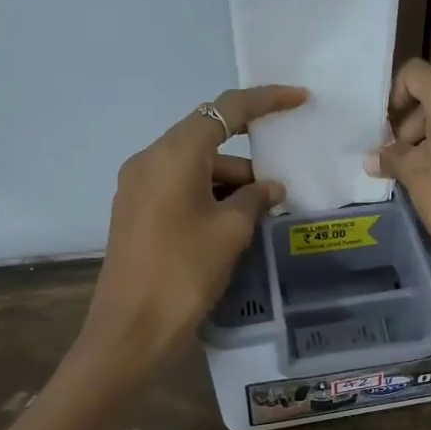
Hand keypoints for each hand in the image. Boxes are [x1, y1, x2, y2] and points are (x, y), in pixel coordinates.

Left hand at [80, 85, 307, 370]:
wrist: (131, 330)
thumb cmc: (185, 272)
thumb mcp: (231, 231)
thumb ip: (255, 198)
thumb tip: (270, 187)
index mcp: (173, 154)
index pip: (225, 110)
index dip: (265, 100)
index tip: (299, 100)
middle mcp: (149, 160)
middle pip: (208, 139)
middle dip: (248, 159)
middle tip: (281, 187)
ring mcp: (138, 186)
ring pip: (195, 168)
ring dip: (230, 183)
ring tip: (262, 215)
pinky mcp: (135, 211)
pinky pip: (180, 188)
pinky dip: (209, 197)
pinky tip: (233, 225)